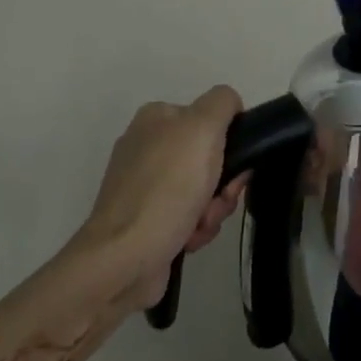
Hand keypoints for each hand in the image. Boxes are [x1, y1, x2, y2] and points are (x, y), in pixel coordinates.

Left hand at [77, 87, 248, 307]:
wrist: (125, 257)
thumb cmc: (167, 187)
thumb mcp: (203, 128)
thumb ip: (222, 103)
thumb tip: (231, 107)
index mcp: (156, 118)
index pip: (211, 118)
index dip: (230, 142)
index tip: (235, 166)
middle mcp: (147, 147)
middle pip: (209, 158)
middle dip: (222, 184)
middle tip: (218, 200)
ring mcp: (144, 186)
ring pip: (203, 190)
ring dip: (212, 210)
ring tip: (198, 225)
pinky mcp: (145, 220)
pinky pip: (186, 217)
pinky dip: (194, 228)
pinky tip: (187, 239)